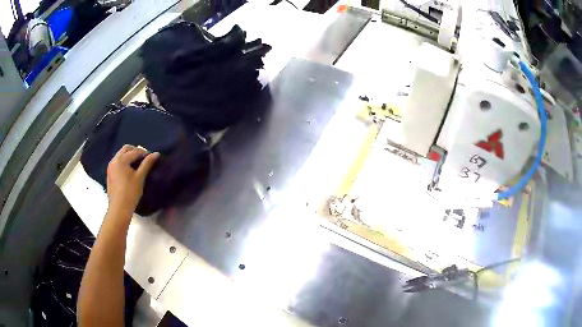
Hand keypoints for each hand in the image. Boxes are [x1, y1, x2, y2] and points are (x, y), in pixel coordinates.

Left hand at [106, 145, 159, 215]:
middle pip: (126, 149)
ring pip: (121, 155)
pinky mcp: (110, 173)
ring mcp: (110, 166)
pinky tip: (130, 170)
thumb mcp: (140, 177)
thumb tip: (156, 153)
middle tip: (144, 159)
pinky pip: (117, 161)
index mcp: (121, 160)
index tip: (152, 158)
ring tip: (137, 164)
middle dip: (136, 151)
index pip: (135, 151)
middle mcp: (114, 160)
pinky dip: (124, 162)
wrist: (119, 208)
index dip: (144, 153)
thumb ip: (147, 164)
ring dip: (129, 156)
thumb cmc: (130, 193)